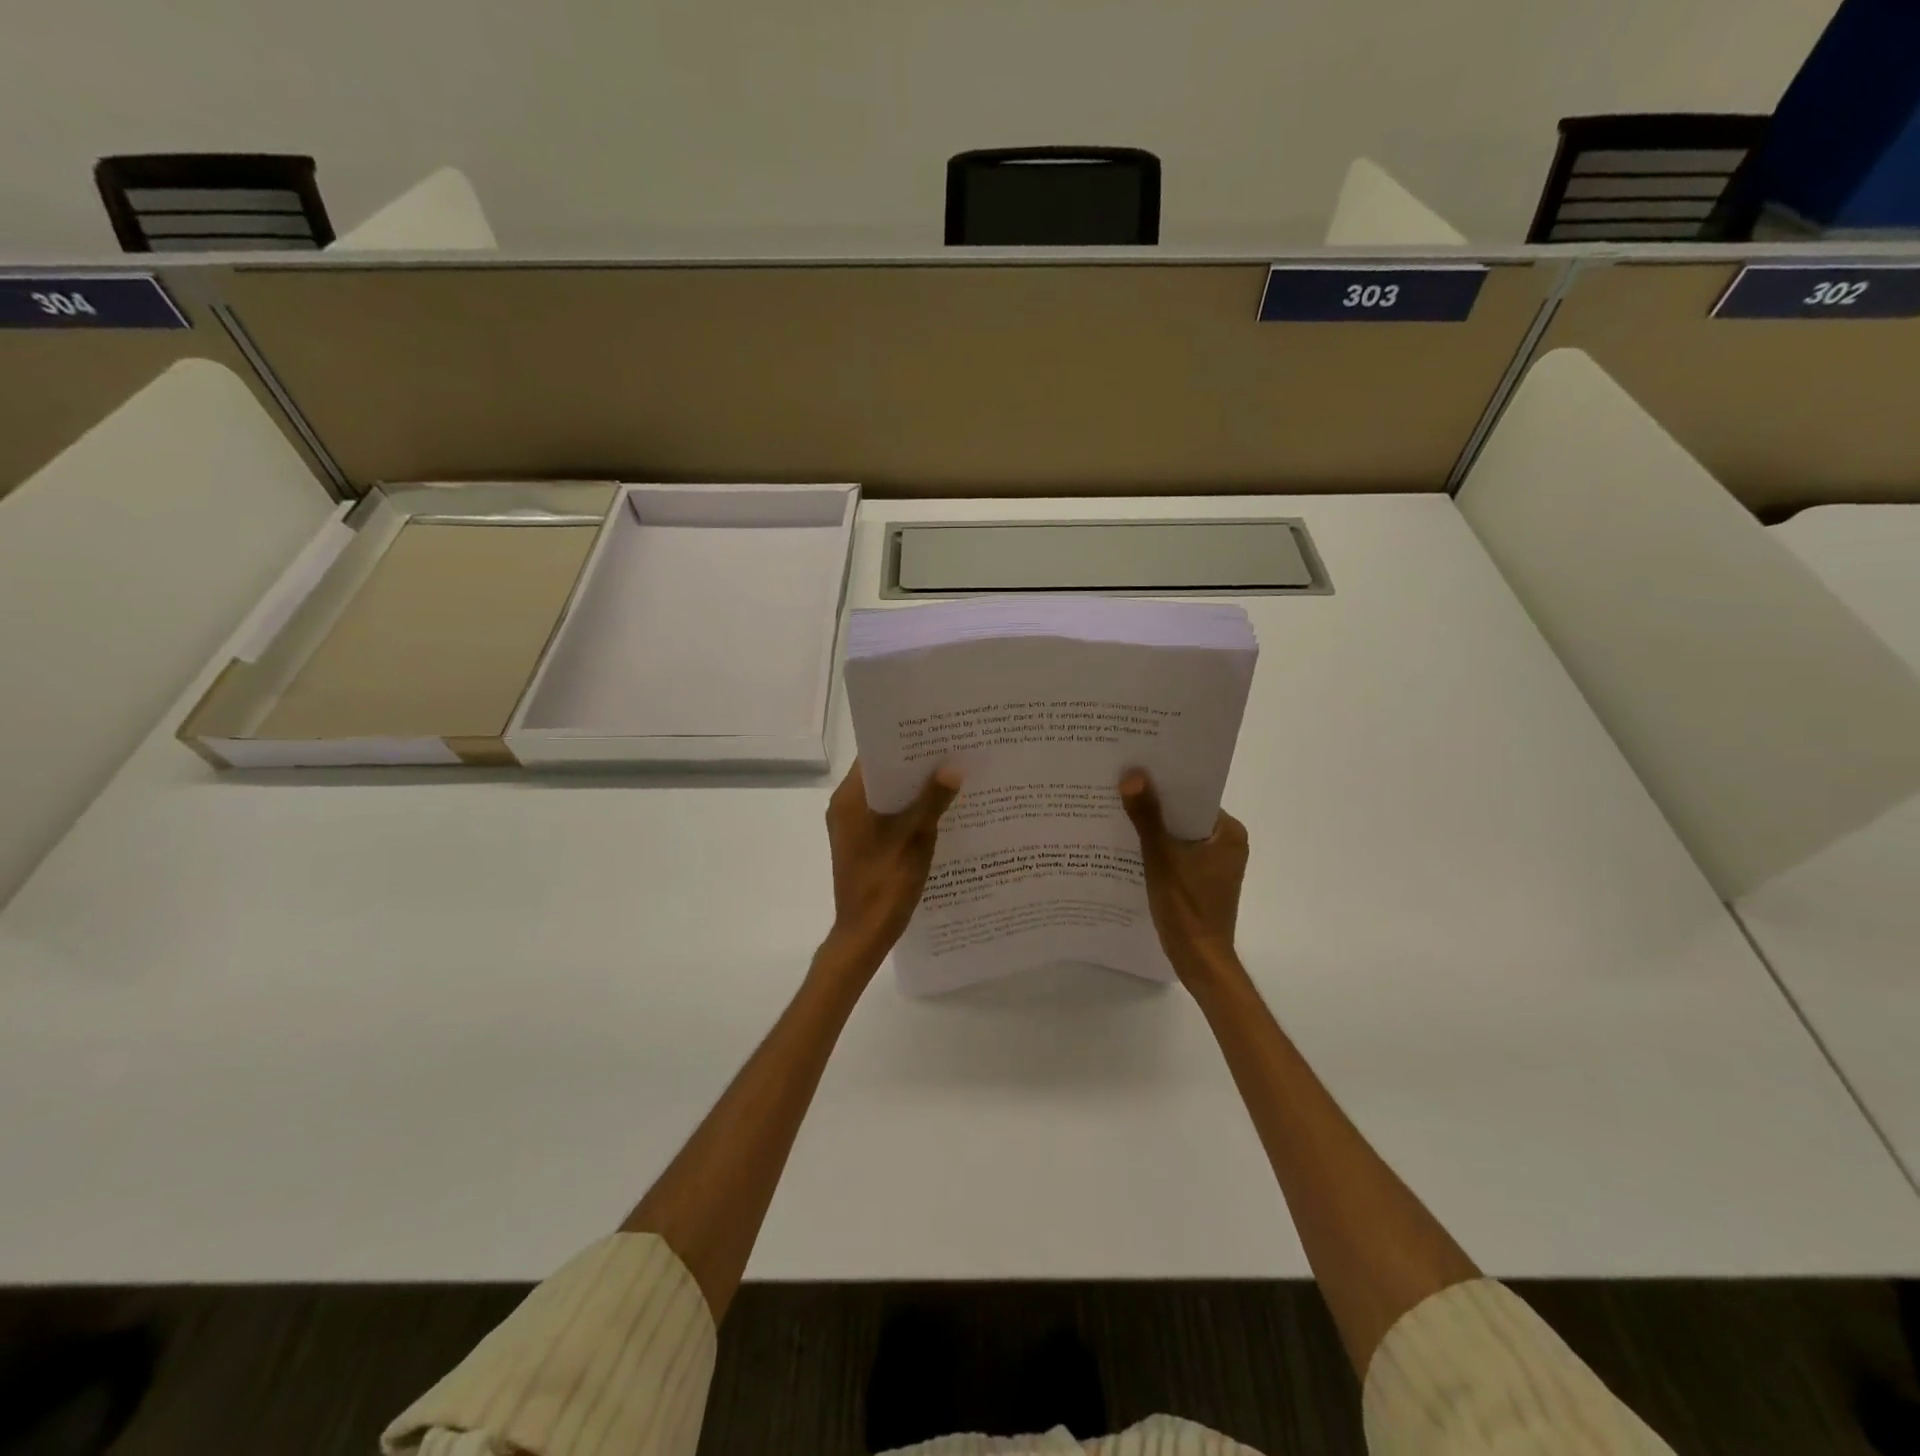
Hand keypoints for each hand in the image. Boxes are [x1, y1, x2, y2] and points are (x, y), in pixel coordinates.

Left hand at [823, 759, 961, 968]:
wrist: (864, 934)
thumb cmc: (885, 884)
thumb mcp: (914, 839)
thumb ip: (932, 801)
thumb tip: (952, 767)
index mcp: (849, 799)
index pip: (874, 756)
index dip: (902, 741)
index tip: (932, 730)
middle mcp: (846, 806)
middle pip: (882, 774)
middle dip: (914, 764)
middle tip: (950, 749)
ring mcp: (853, 826)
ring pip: (886, 795)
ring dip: (913, 788)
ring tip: (951, 773)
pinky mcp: (863, 842)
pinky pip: (887, 814)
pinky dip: (908, 809)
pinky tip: (939, 808)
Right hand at [1120, 770, 1248, 985]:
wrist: (1198, 961)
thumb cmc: (1186, 907)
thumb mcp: (1161, 858)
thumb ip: (1147, 817)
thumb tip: (1133, 775)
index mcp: (1229, 833)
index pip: (1194, 797)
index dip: (1165, 783)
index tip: (1135, 770)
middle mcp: (1227, 844)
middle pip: (1184, 815)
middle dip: (1154, 805)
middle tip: (1119, 787)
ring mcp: (1214, 865)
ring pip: (1178, 836)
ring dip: (1152, 828)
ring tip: (1116, 812)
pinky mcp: (1201, 881)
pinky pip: (1176, 854)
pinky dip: (1156, 850)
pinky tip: (1126, 846)